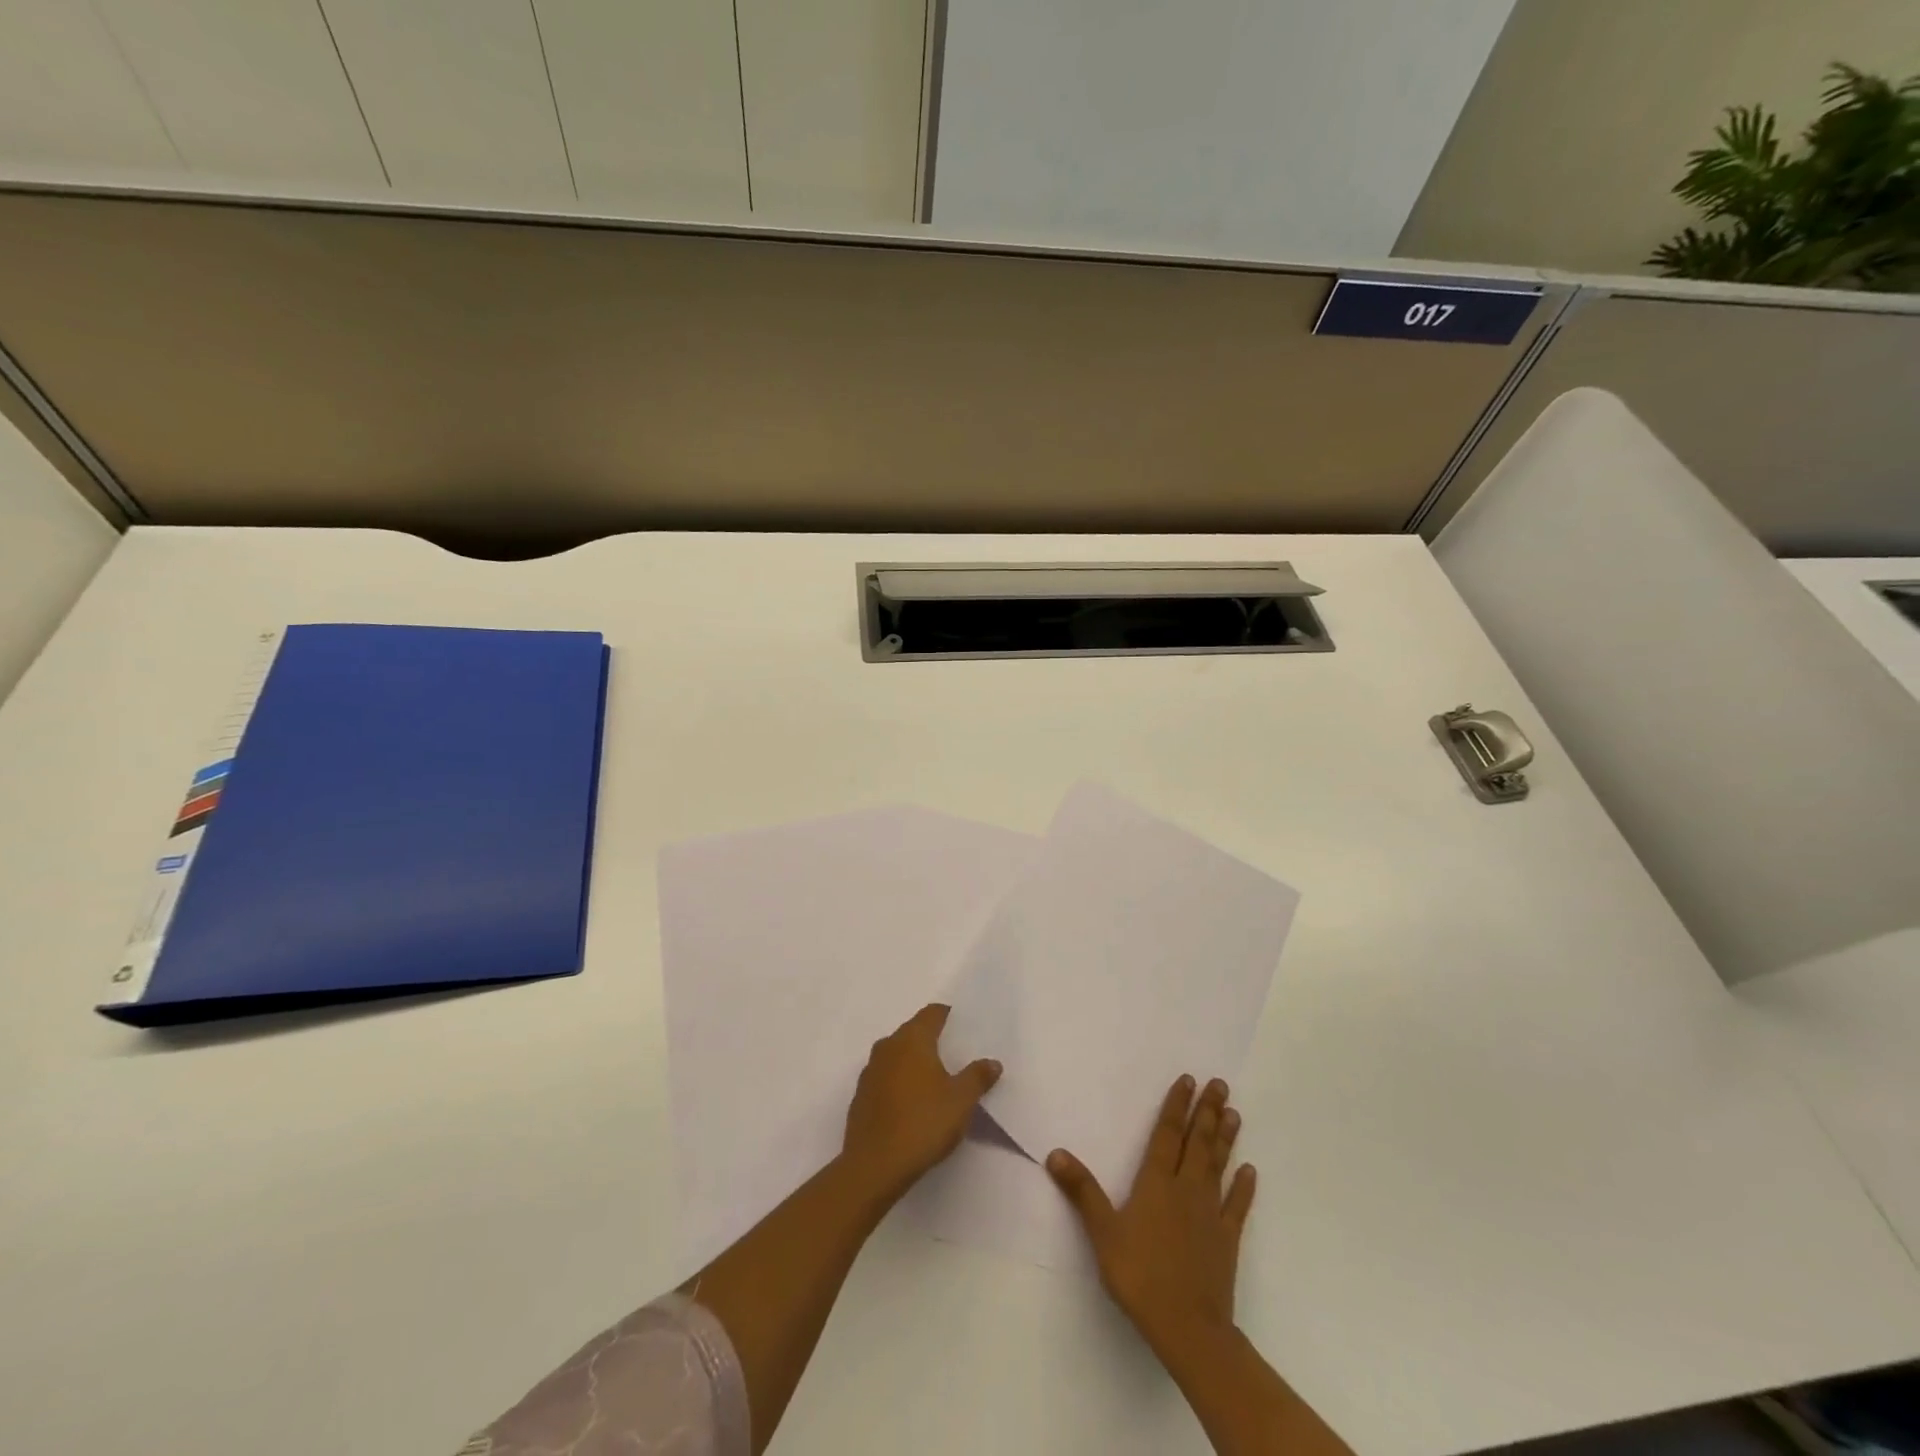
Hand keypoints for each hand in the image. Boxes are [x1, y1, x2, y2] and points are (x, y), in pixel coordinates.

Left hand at [842, 1004, 1001, 1203]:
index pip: (932, 1013)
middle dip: (933, 1040)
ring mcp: (870, 1071)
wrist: (874, 1166)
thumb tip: (992, 1062)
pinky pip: (885, 1078)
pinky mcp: (861, 1096)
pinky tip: (912, 1104)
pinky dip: (900, 1082)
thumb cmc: (922, 1123)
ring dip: (914, 1062)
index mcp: (912, 1039)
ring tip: (936, 1081)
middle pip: (913, 1031)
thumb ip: (977, 1077)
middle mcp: (888, 1046)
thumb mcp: (961, 1101)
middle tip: (956, 1055)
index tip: (965, 1027)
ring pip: (897, 1055)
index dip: (949, 1016)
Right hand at [1047, 1075, 1255, 1356]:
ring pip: (1218, 1166)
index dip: (1176, 1106)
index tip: (1188, 1079)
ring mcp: (1210, 1213)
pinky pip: (1237, 1206)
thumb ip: (1082, 1191)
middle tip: (1220, 1084)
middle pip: (1198, 1142)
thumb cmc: (1140, 1276)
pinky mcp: (1227, 1240)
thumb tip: (1056, 1152)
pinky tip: (1250, 1170)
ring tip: (1235, 1113)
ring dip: (1226, 1138)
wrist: (1188, 1327)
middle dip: (1207, 1111)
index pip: (1167, 1134)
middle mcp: (1186, 1189)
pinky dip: (1244, 1187)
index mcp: (1156, 1183)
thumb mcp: (1103, 1232)